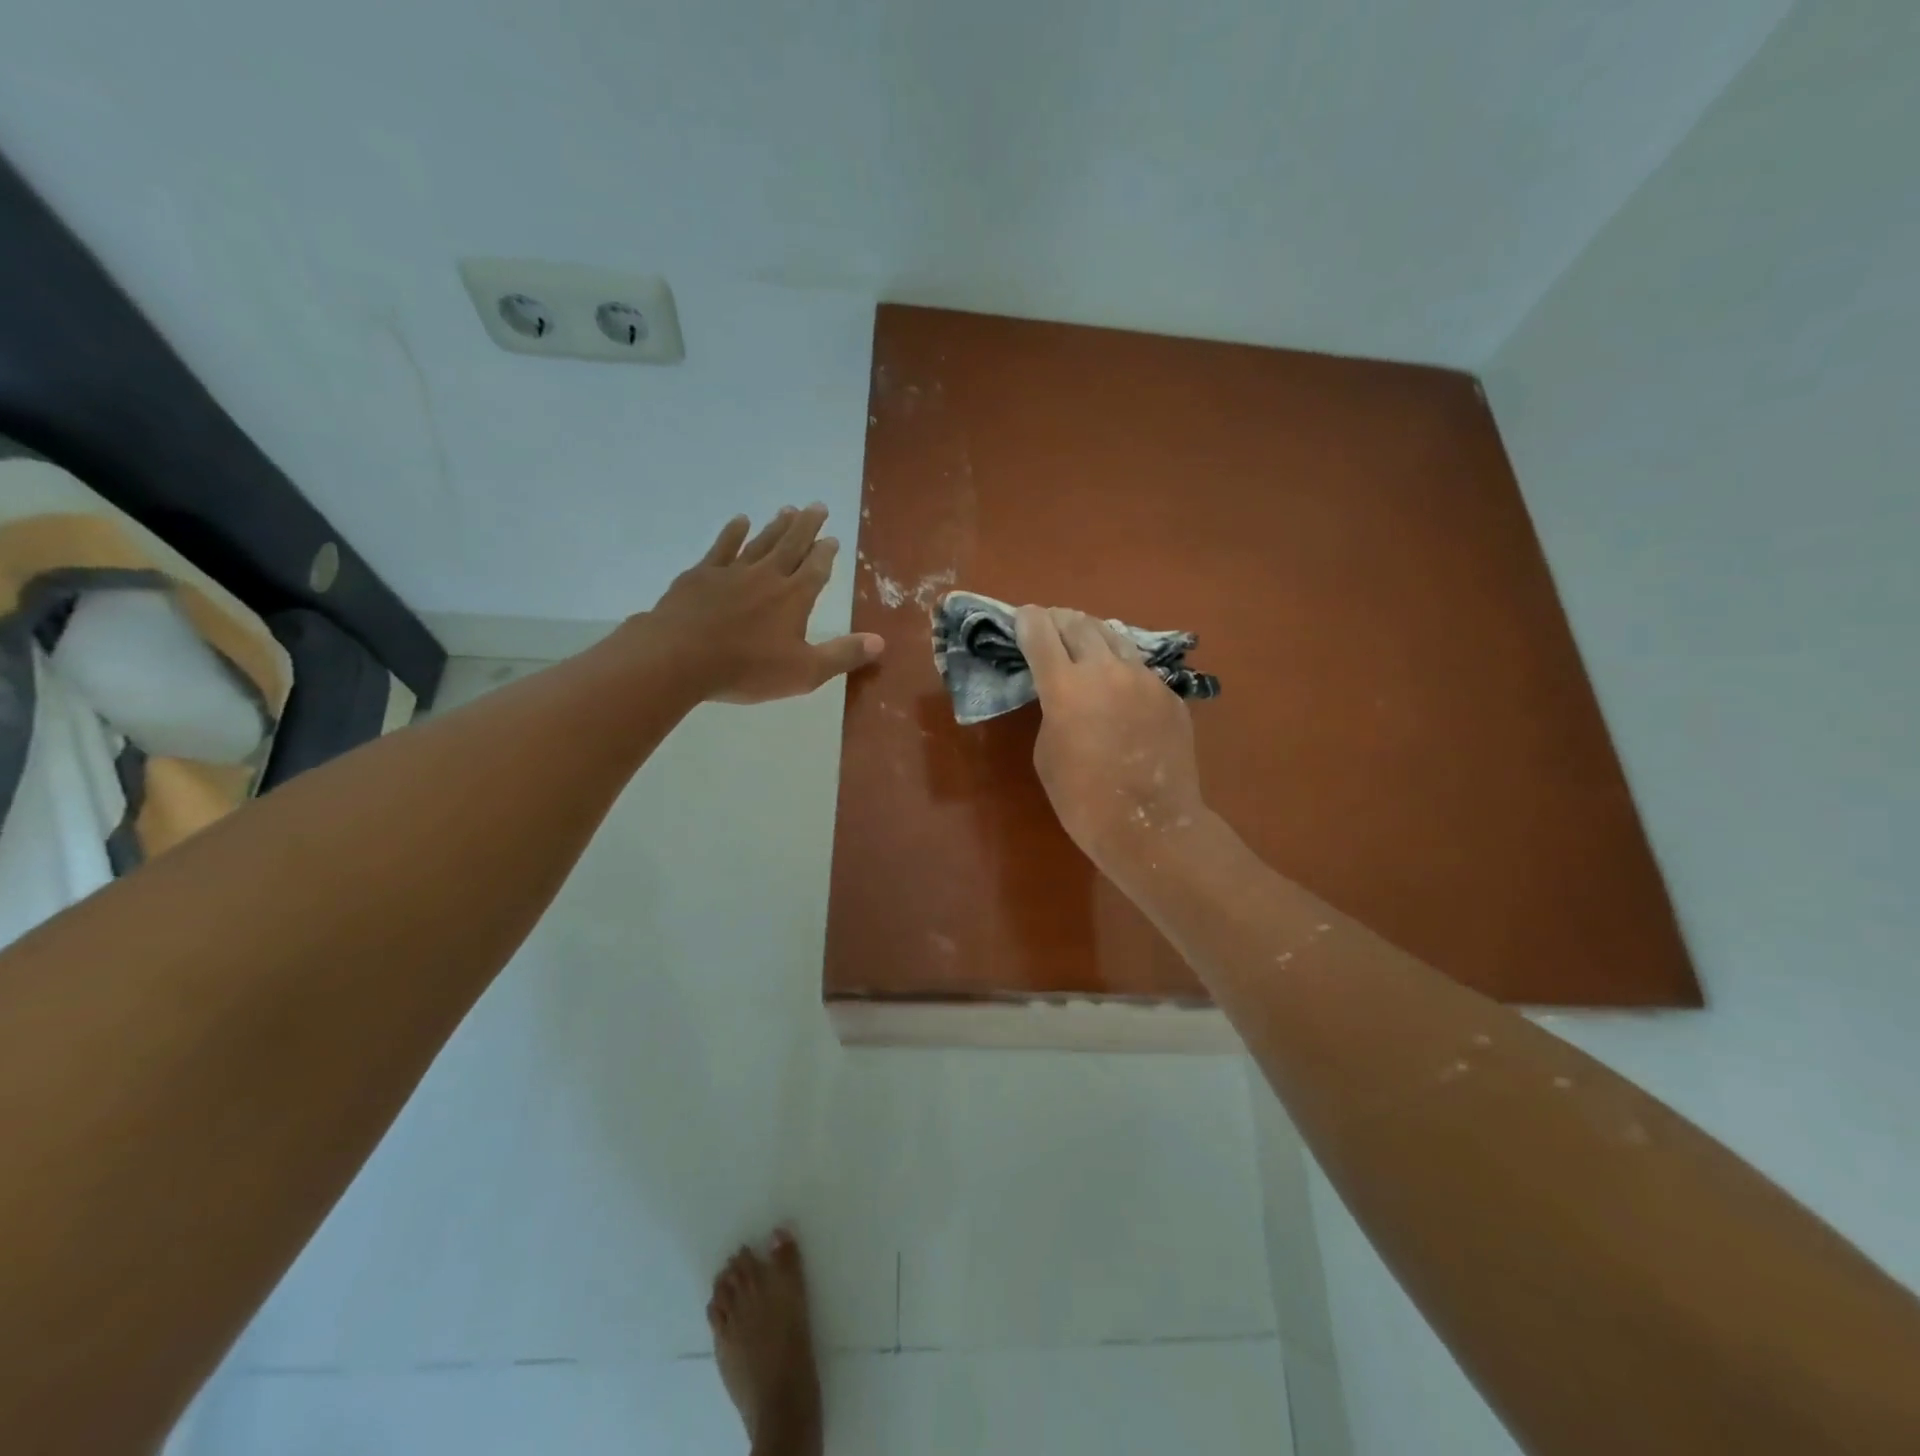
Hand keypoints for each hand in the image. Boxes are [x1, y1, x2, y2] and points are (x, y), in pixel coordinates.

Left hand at [645, 506, 883, 703]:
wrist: (679, 657)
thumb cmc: (747, 668)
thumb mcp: (804, 672)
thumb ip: (843, 655)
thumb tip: (881, 641)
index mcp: (794, 598)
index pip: (816, 569)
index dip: (826, 553)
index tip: (833, 538)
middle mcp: (767, 576)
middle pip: (792, 545)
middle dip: (807, 526)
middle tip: (818, 506)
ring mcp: (732, 572)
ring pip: (761, 541)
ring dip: (776, 525)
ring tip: (788, 508)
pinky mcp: (701, 575)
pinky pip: (722, 547)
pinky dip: (733, 533)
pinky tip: (741, 521)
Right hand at [1014, 605, 1208, 875]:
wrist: (1149, 825)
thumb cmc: (1082, 799)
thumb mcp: (1046, 752)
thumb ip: (1051, 711)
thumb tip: (1064, 694)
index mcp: (1065, 686)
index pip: (1040, 632)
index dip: (1028, 620)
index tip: (1023, 617)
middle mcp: (1105, 670)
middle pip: (1079, 623)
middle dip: (1060, 620)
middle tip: (1051, 624)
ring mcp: (1144, 679)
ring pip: (1115, 637)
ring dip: (1093, 635)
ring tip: (1085, 641)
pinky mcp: (1169, 694)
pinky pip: (1140, 668)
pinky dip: (1122, 667)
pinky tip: (1119, 684)